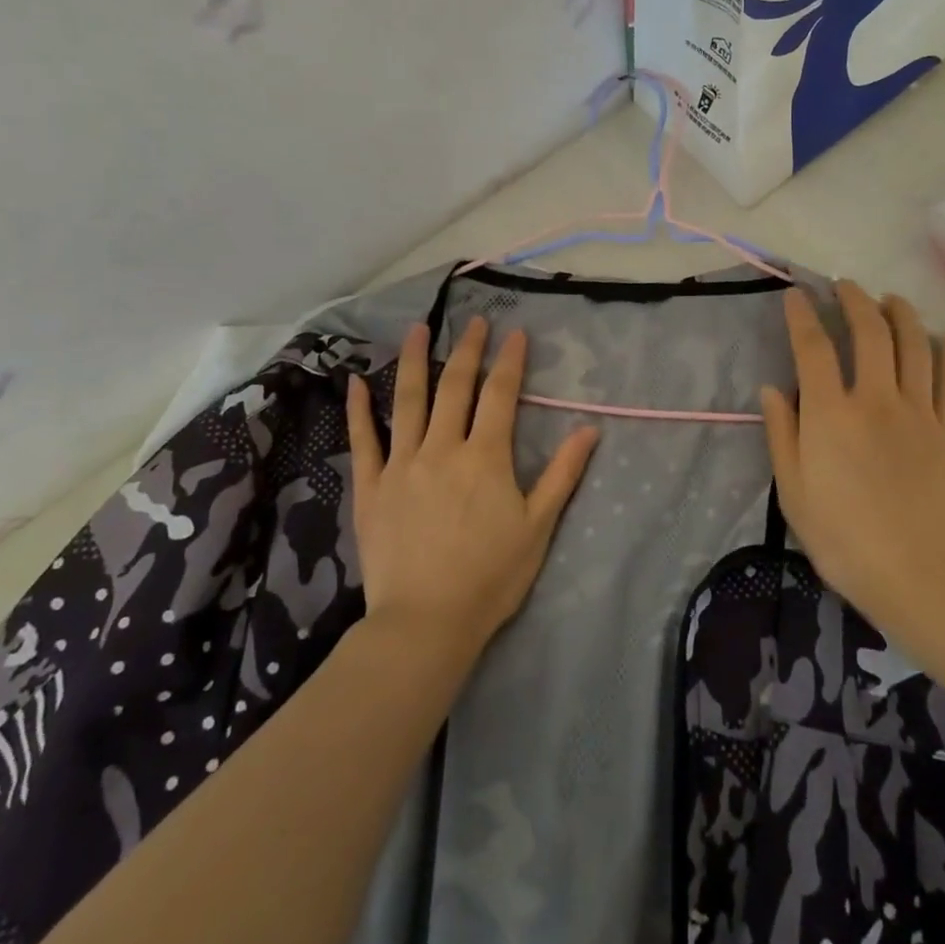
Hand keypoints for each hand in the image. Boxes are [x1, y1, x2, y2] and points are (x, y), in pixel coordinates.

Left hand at [347, 317, 598, 657]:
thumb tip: (589, 430)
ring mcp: (401, 465)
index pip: (500, 395)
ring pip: (407, 402)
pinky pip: (363, 441)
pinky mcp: (371, 488)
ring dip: (413, 361)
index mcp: (485, 457)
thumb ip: (562, 474)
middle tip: (473, 321)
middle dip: (467, 349)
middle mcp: (442, 449)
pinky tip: (354, 382)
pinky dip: (359, 409)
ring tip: (417, 329)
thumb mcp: (538, 526)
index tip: (514, 333)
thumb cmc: (491, 576)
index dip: (509, 361)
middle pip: (455, 387)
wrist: (426, 622)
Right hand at [760, 283, 944, 650]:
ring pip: (913, 343)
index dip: (802, 315)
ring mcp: (917, 410)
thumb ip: (782, 434)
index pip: (813, 347)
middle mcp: (874, 399)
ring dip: (900, 312)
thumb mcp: (793, 492)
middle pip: (869, 331)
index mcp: (830, 414)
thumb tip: (772, 389)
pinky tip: (940, 335)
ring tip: (889, 299)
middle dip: (855, 300)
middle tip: (845, 286)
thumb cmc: (844, 538)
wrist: (919, 574)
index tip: (795, 295)